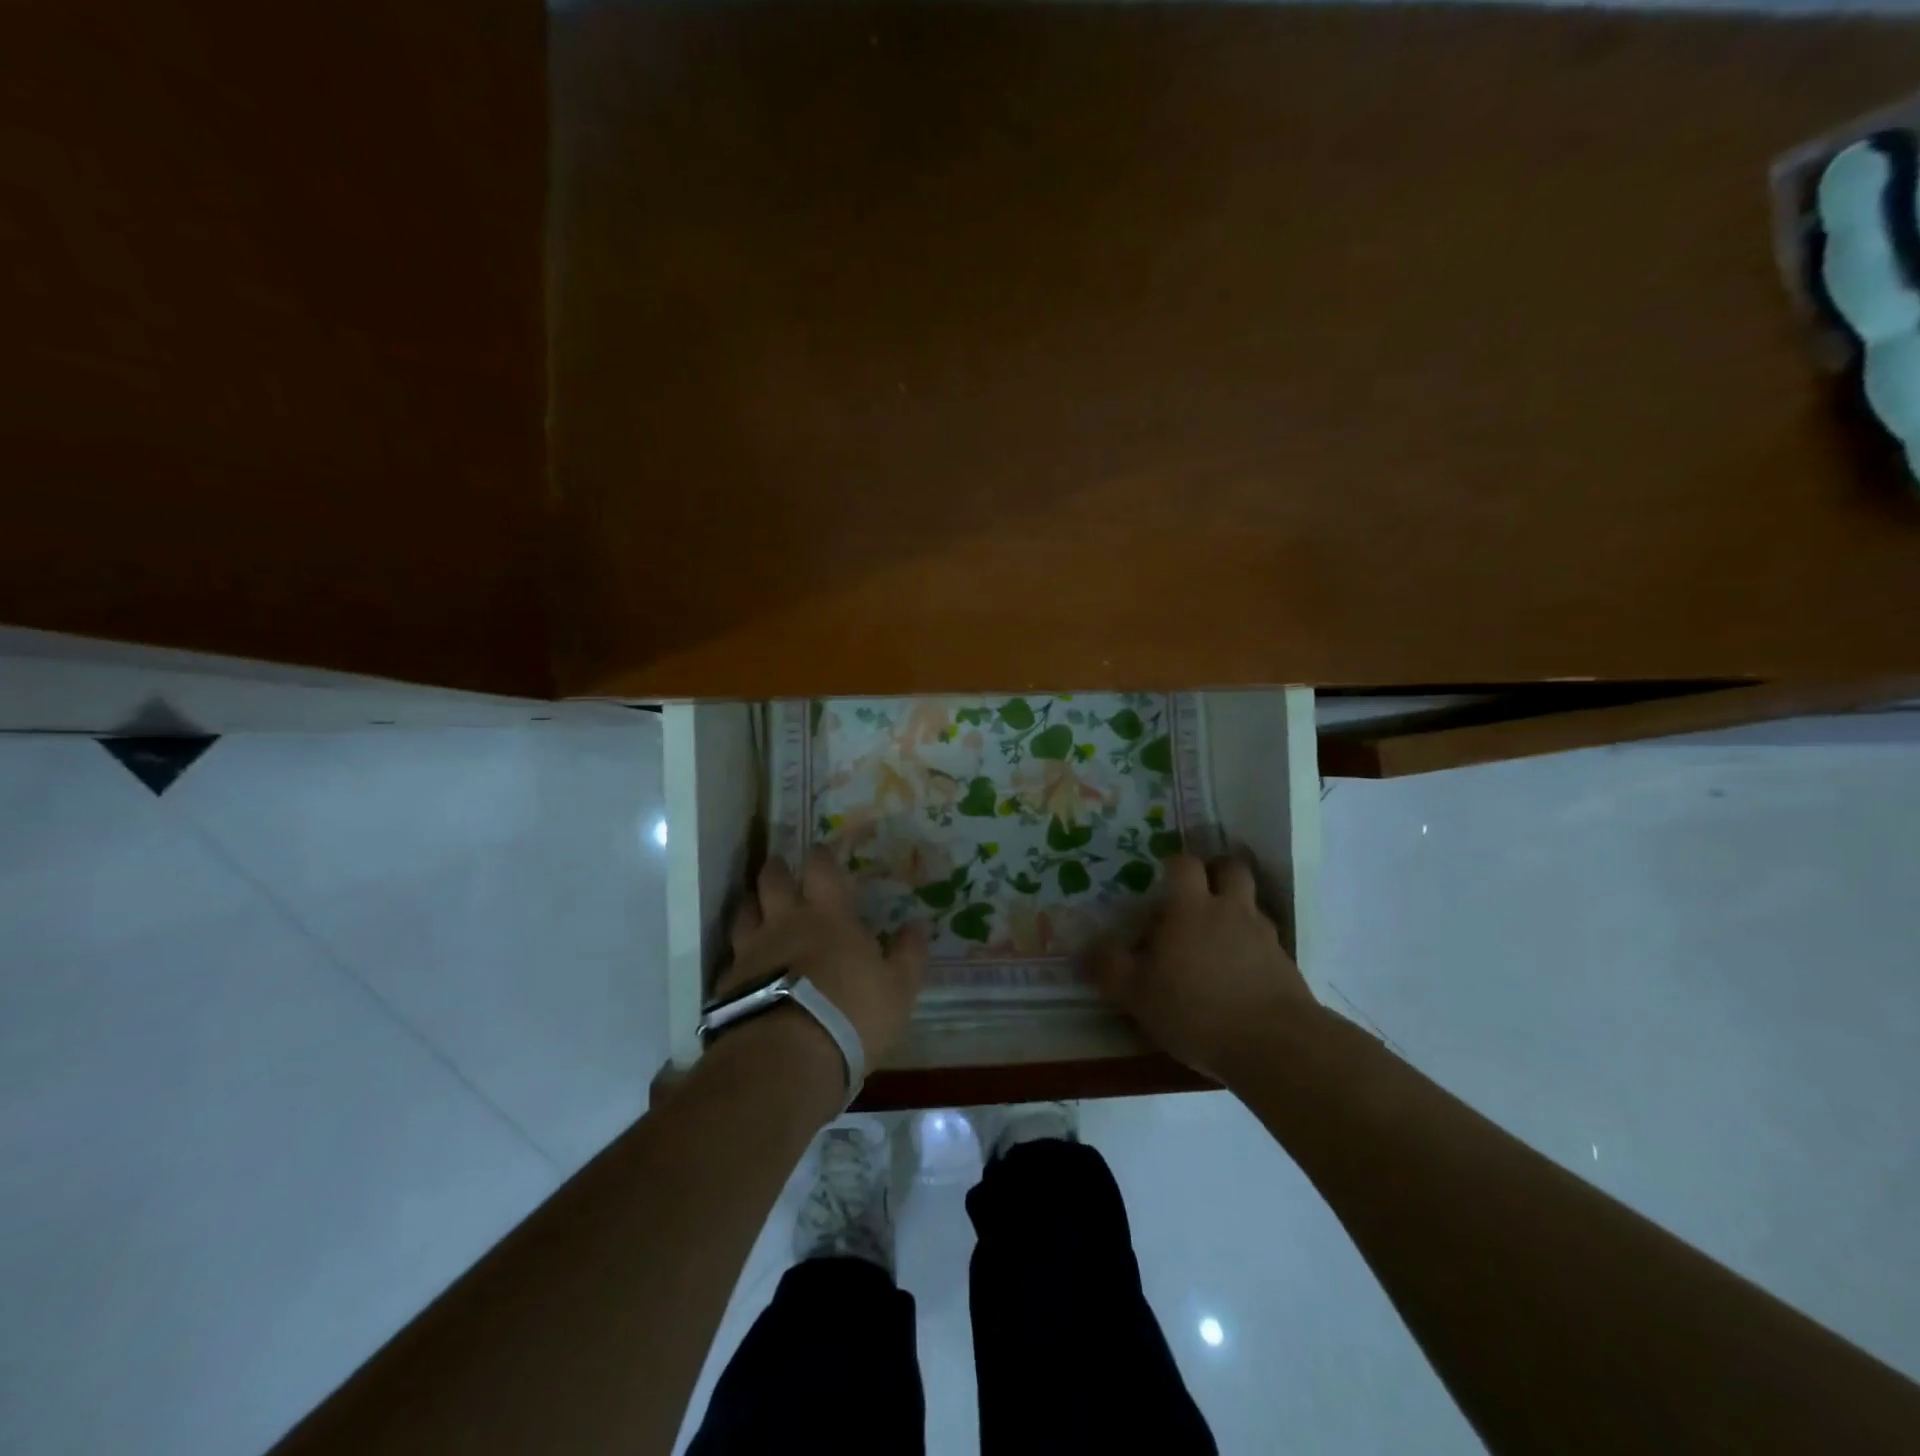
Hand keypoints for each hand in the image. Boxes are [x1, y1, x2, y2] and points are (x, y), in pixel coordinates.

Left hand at [721, 847, 927, 1068]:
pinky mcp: (728, 985)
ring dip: (752, 904)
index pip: (821, 869)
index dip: (822, 856)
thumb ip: (908, 954)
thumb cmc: (851, 1014)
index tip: (822, 850)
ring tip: (757, 906)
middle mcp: (784, 923)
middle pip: (773, 881)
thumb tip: (919, 923)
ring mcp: (751, 952)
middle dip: (778, 869)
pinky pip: (732, 957)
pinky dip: (739, 954)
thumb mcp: (898, 988)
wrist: (785, 1058)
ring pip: (745, 913)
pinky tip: (744, 965)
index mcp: (828, 916)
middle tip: (781, 866)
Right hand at [1090, 853, 1318, 1082]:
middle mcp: (1229, 910)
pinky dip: (1253, 947)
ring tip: (1218, 938)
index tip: (1163, 878)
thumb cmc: (1195, 1009)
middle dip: (1216, 872)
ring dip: (1236, 910)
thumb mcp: (1137, 993)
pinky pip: (1266, 941)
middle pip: (1231, 869)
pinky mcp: (1286, 964)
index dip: (1174, 865)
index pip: (1184, 864)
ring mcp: (1263, 935)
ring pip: (1251, 904)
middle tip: (1199, 894)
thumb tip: (1085, 947)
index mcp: (1190, 908)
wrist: (1274, 1044)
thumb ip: (1109, 967)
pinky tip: (1240, 974)